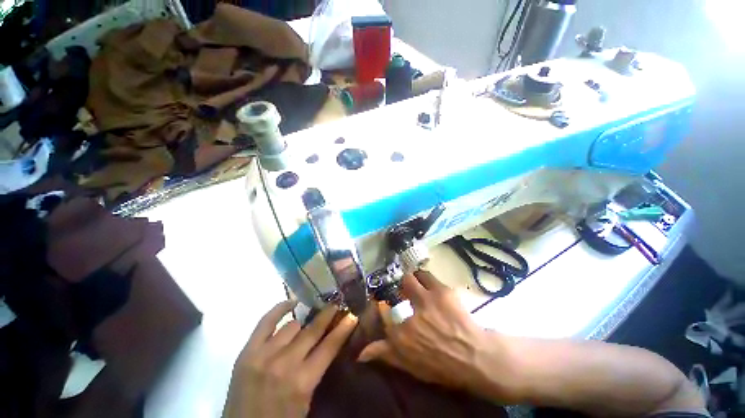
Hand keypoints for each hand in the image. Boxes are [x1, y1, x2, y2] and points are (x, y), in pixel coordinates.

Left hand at [224, 301, 357, 417]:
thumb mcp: (306, 400)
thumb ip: (317, 370)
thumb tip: (329, 342)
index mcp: (302, 382)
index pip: (329, 346)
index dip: (343, 329)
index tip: (352, 316)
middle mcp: (285, 363)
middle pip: (312, 330)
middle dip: (327, 316)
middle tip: (336, 305)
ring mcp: (264, 354)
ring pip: (292, 325)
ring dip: (302, 325)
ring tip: (306, 325)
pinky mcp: (247, 352)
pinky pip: (266, 322)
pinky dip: (280, 309)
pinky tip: (291, 303)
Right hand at [358, 271, 497, 393]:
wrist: (474, 358)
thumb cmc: (441, 365)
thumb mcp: (410, 365)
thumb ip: (385, 354)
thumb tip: (360, 354)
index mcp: (400, 334)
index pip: (383, 311)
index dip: (384, 304)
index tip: (385, 304)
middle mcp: (410, 313)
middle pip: (399, 287)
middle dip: (401, 287)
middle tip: (406, 291)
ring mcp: (426, 299)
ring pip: (411, 278)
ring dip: (413, 280)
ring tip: (418, 284)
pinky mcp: (441, 291)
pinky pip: (427, 276)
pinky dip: (426, 279)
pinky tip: (430, 285)